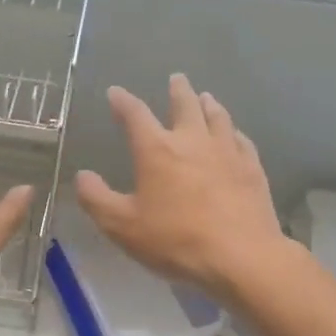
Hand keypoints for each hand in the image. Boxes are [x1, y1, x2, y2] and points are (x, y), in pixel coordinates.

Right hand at [75, 74, 289, 305]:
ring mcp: (227, 152)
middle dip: (177, 90)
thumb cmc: (175, 240)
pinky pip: (242, 140)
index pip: (135, 115)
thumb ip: (97, 199)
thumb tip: (83, 176)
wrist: (241, 256)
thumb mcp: (122, 226)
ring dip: (208, 104)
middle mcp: (192, 141)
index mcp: (156, 150)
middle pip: (185, 105)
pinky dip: (233, 132)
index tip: (115, 92)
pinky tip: (235, 135)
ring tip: (206, 97)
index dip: (123, 102)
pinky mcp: (252, 169)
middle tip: (176, 78)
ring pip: (217, 117)